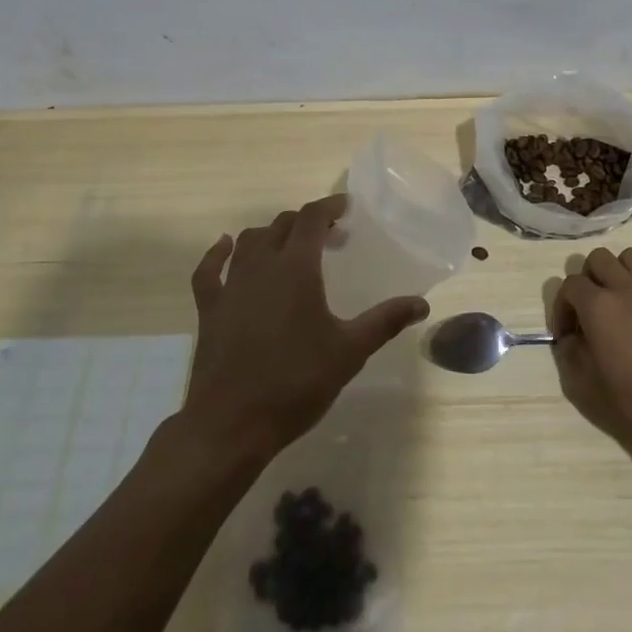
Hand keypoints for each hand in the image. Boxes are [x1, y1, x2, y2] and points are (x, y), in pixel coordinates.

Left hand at [181, 193, 428, 461]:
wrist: (231, 424)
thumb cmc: (295, 383)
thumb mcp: (349, 352)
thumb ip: (384, 321)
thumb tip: (422, 303)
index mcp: (296, 269)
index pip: (311, 218)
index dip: (329, 206)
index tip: (346, 207)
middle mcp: (261, 266)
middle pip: (282, 225)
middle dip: (306, 222)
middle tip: (329, 236)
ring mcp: (231, 286)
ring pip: (249, 241)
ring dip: (271, 234)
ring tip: (289, 246)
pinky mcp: (209, 308)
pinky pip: (209, 269)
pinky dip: (218, 253)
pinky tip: (225, 248)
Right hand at [551, 247, 631, 450]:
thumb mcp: (594, 384)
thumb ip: (574, 354)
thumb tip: (570, 340)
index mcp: (598, 306)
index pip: (570, 285)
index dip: (562, 307)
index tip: (567, 333)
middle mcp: (624, 287)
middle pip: (598, 258)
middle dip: (589, 278)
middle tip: (592, 308)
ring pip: (630, 257)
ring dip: (620, 272)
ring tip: (622, 299)